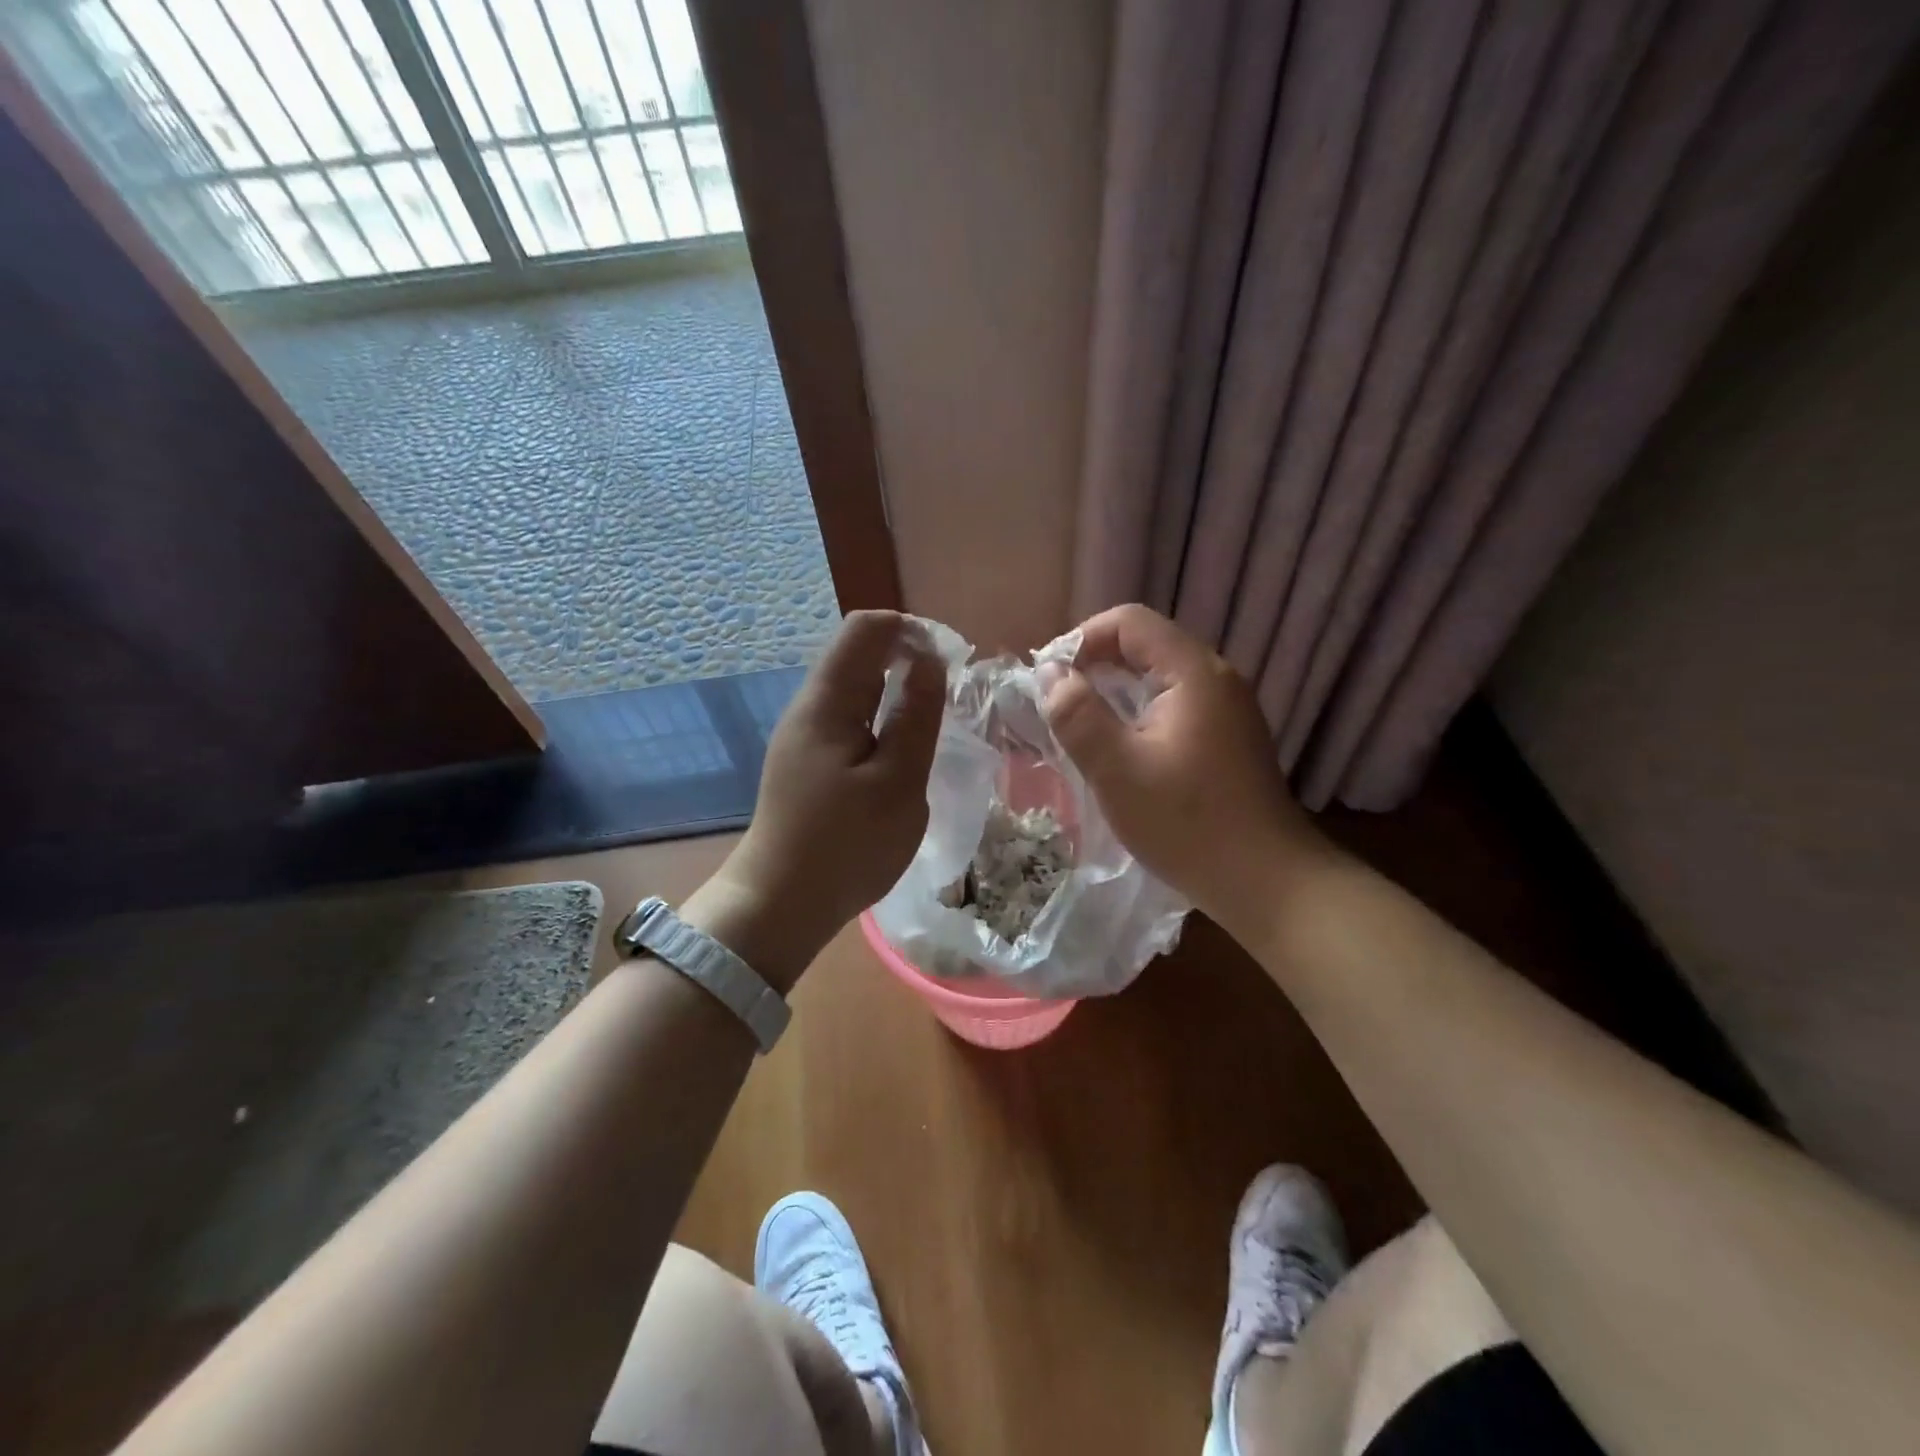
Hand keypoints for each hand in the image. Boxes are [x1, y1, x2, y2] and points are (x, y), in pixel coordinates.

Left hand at [688, 611, 943, 991]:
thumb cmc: (846, 845)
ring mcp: (805, 735)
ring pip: (856, 689)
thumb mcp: (897, 781)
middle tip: (947, 701)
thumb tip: (929, 659)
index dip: (911, 631)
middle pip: (859, 654)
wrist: (781, 904)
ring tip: (929, 728)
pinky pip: (850, 720)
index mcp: (827, 701)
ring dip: (897, 693)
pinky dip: (881, 721)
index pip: (866, 628)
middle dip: (908, 661)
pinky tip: (900, 755)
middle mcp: (810, 707)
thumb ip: (916, 715)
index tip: (949, 665)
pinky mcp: (808, 761)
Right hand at [1043, 604, 1332, 929]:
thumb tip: (1051, 674)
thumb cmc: (1187, 824)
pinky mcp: (1229, 736)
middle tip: (1057, 700)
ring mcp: (1228, 708)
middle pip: (1147, 643)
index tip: (1049, 677)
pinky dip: (1140, 710)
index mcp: (1193, 673)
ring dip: (1116, 688)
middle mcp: (1217, 678)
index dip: (1082, 638)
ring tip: (1081, 722)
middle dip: (1095, 662)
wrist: (1266, 882)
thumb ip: (1077, 715)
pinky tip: (1122, 746)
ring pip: (1160, 675)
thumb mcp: (1117, 770)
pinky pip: (1175, 702)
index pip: (1130, 622)